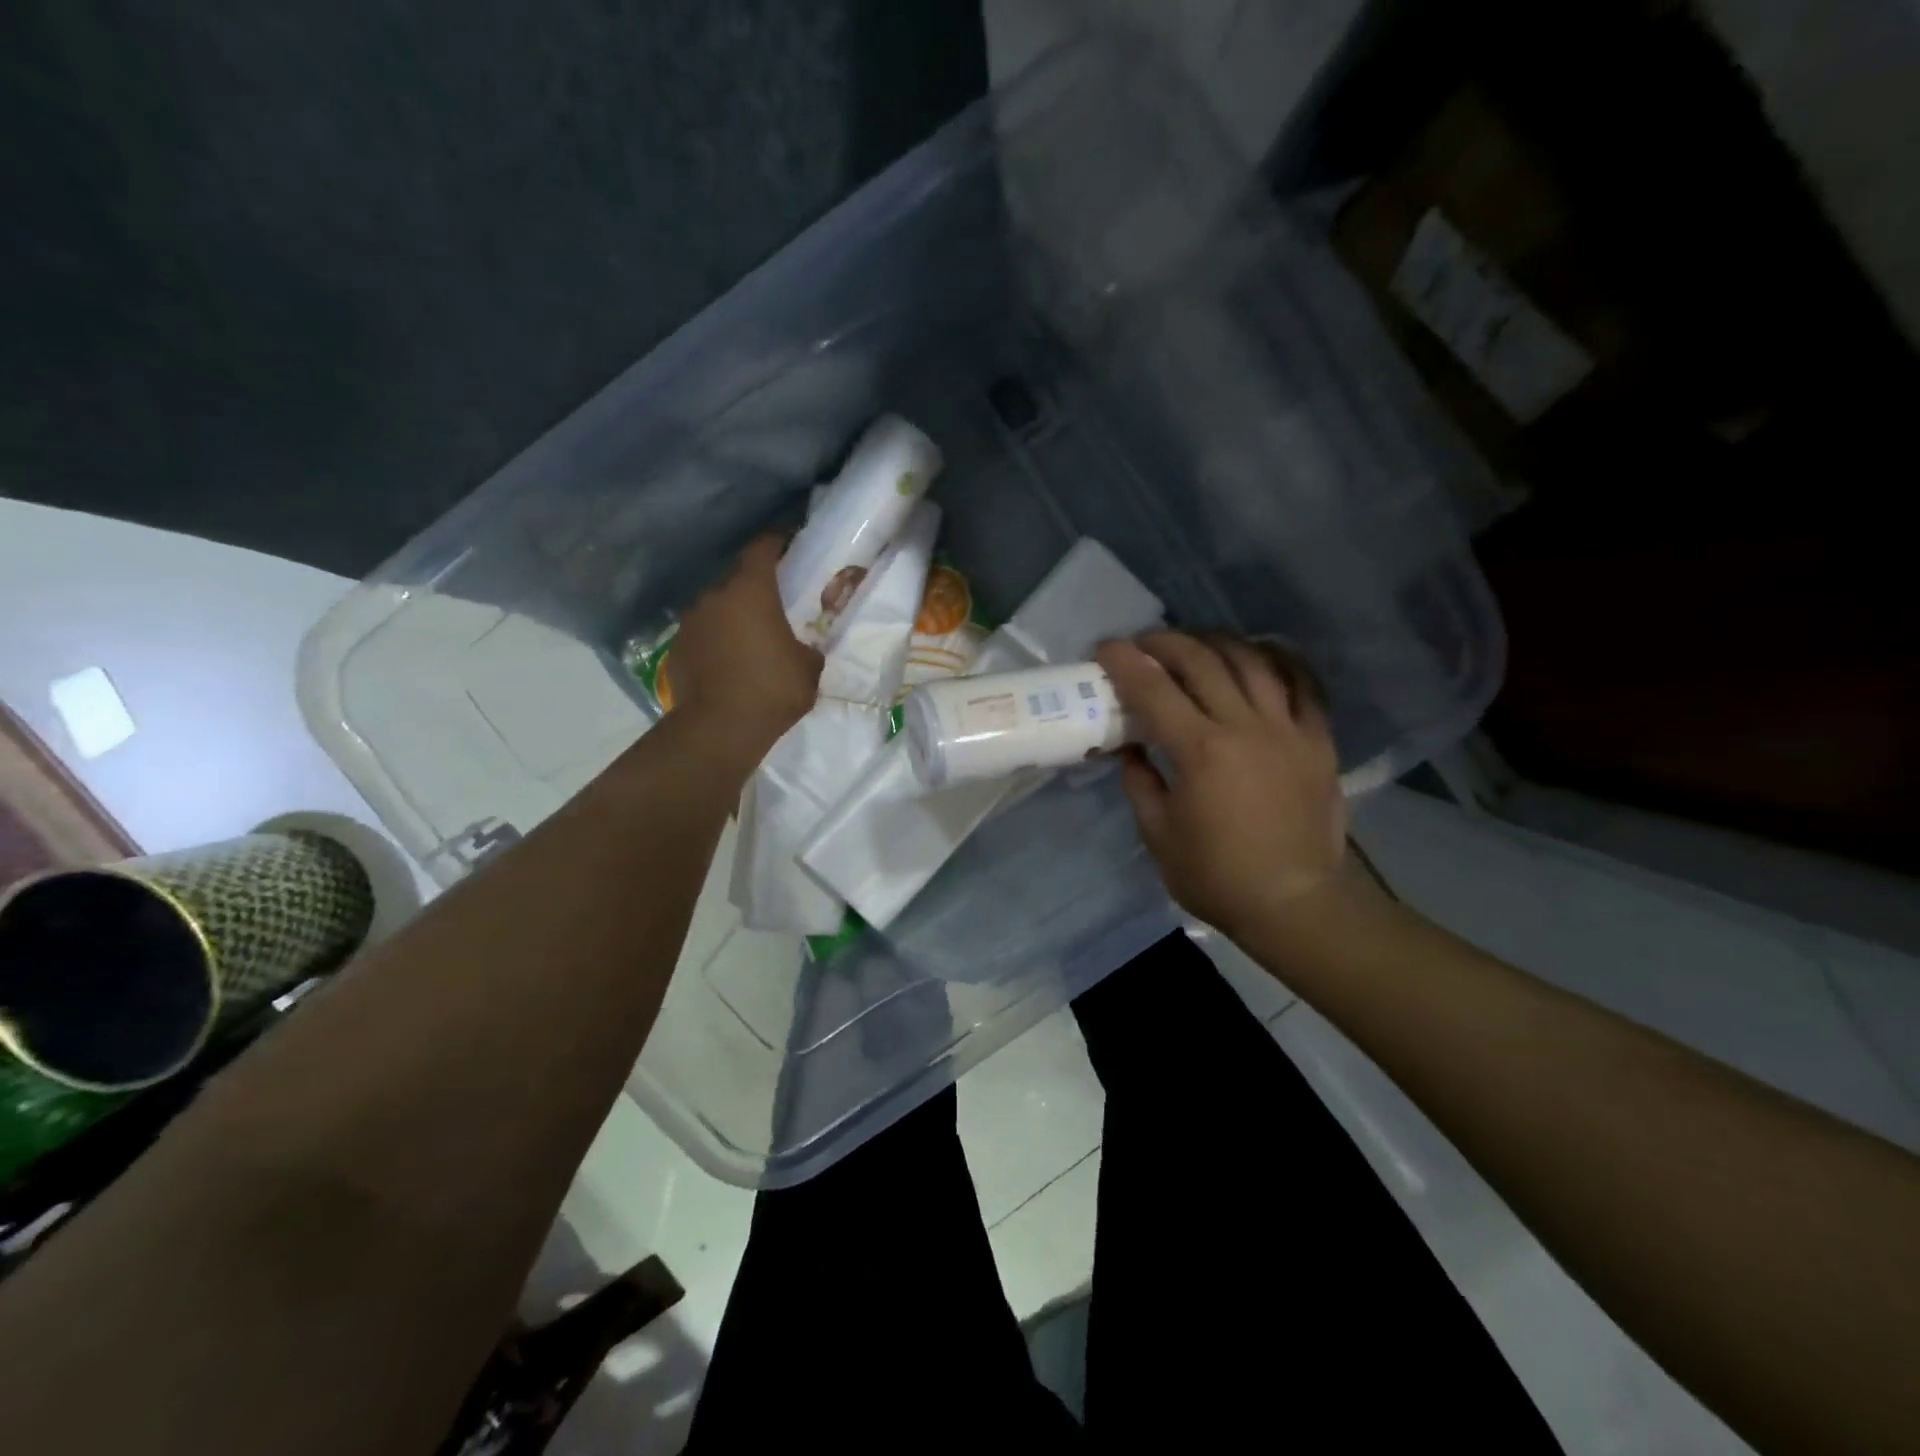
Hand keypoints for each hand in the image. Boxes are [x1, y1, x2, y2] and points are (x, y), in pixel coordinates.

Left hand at [669, 535, 822, 757]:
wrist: (719, 729)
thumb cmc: (772, 689)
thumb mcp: (809, 668)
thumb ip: (808, 647)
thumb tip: (804, 648)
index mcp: (751, 590)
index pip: (761, 548)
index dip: (776, 542)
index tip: (788, 544)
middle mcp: (715, 596)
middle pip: (736, 578)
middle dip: (754, 586)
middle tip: (773, 603)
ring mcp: (690, 622)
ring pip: (716, 607)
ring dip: (732, 615)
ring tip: (749, 637)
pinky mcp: (677, 648)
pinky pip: (702, 634)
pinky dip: (715, 640)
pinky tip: (727, 662)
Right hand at [1096, 632, 1346, 938]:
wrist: (1294, 903)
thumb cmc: (1216, 876)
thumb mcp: (1158, 835)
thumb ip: (1140, 783)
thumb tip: (1131, 750)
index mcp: (1200, 751)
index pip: (1152, 689)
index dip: (1124, 662)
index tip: (1105, 649)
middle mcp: (1244, 726)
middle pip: (1201, 661)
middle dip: (1165, 643)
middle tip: (1144, 645)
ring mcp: (1288, 729)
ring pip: (1252, 661)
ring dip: (1216, 642)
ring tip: (1195, 643)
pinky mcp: (1318, 740)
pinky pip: (1303, 684)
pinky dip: (1279, 660)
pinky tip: (1259, 653)